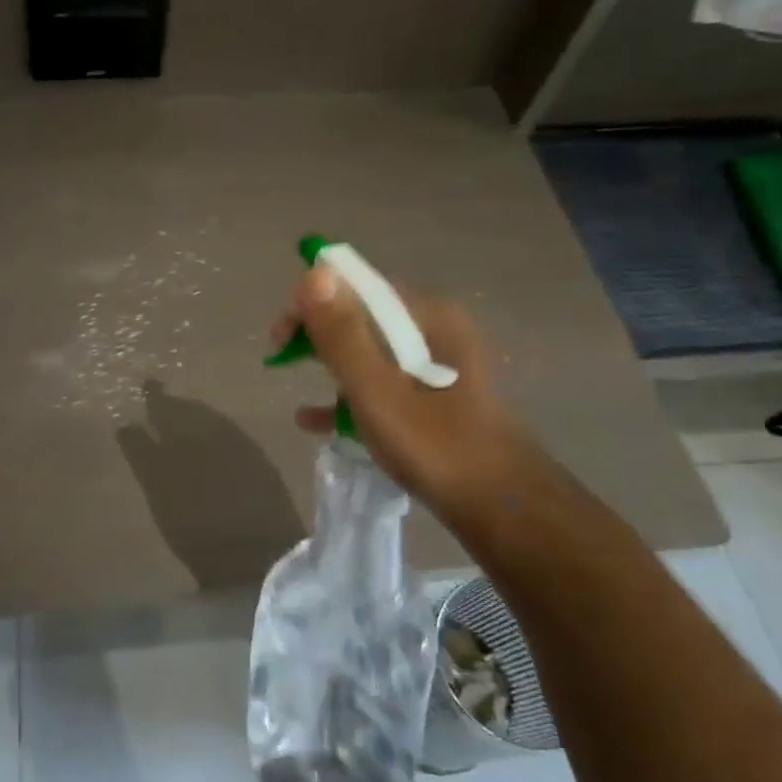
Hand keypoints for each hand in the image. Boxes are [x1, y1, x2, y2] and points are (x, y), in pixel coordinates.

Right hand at [276, 267, 543, 525]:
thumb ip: (342, 333)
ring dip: (331, 367)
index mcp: (427, 317)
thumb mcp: (376, 390)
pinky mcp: (435, 396)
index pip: (356, 288)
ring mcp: (437, 365)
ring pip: (369, 352)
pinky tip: (318, 421)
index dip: (311, 305)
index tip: (280, 339)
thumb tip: (314, 274)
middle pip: (361, 317)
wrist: (502, 507)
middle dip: (318, 336)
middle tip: (281, 360)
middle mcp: (435, 330)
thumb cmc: (434, 445)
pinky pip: (383, 382)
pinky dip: (351, 395)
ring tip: (298, 392)